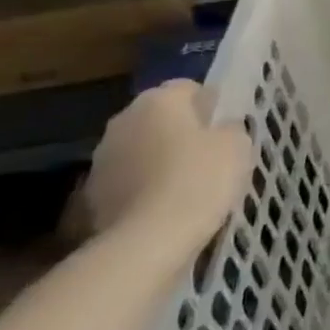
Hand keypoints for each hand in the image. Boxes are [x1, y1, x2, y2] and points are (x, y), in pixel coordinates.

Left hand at [80, 81, 250, 259]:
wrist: (148, 241)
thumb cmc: (200, 179)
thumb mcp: (238, 145)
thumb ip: (230, 128)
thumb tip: (221, 129)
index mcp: (158, 100)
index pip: (188, 89)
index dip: (210, 106)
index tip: (226, 129)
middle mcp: (123, 120)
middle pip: (160, 119)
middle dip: (181, 133)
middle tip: (209, 156)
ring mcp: (102, 158)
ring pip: (141, 150)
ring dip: (158, 161)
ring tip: (186, 187)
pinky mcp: (92, 195)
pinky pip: (128, 182)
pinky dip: (143, 190)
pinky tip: (165, 209)